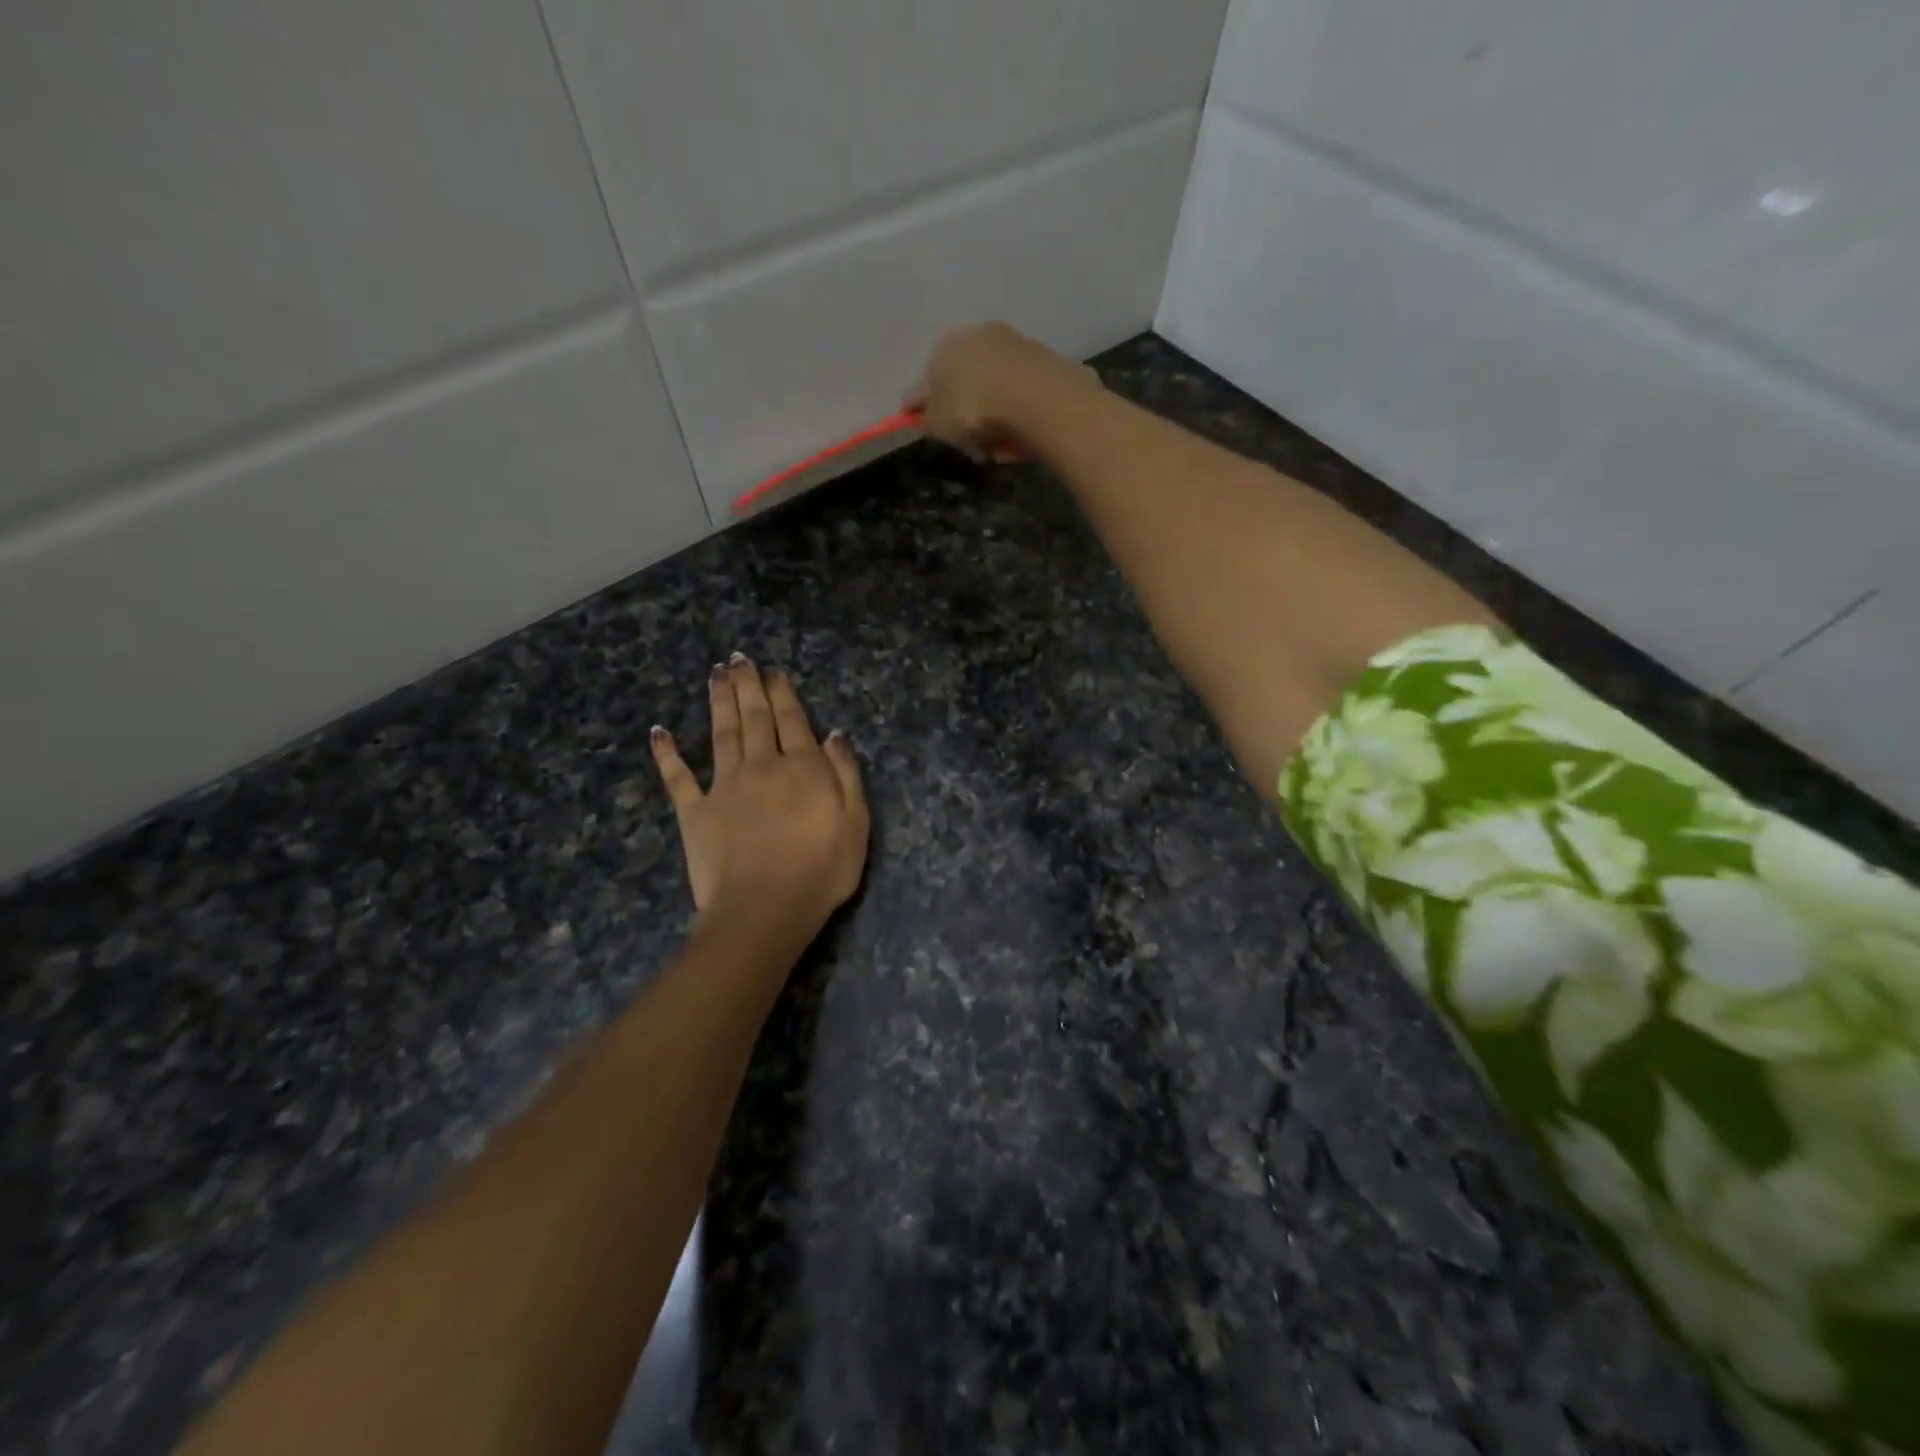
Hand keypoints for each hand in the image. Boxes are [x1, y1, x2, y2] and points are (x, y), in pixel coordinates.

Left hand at [651, 655, 868, 932]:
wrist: (765, 909)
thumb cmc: (821, 870)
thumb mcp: (856, 823)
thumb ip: (846, 775)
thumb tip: (834, 735)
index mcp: (802, 768)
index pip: (792, 721)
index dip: (783, 693)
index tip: (773, 670)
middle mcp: (762, 766)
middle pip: (755, 718)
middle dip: (748, 686)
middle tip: (739, 659)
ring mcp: (725, 787)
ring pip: (721, 733)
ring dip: (718, 701)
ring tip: (715, 674)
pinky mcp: (695, 812)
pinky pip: (679, 778)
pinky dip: (668, 754)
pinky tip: (659, 732)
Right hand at [906, 322, 1098, 463]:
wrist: (1034, 397)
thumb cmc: (973, 409)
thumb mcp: (938, 422)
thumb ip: (924, 417)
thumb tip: (915, 410)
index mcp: (945, 346)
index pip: (930, 380)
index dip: (930, 409)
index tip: (938, 432)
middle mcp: (979, 336)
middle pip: (967, 383)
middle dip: (969, 416)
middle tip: (974, 447)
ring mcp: (1014, 345)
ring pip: (997, 390)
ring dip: (996, 419)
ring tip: (1001, 448)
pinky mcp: (1044, 359)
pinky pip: (1023, 395)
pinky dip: (1019, 414)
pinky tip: (1022, 437)